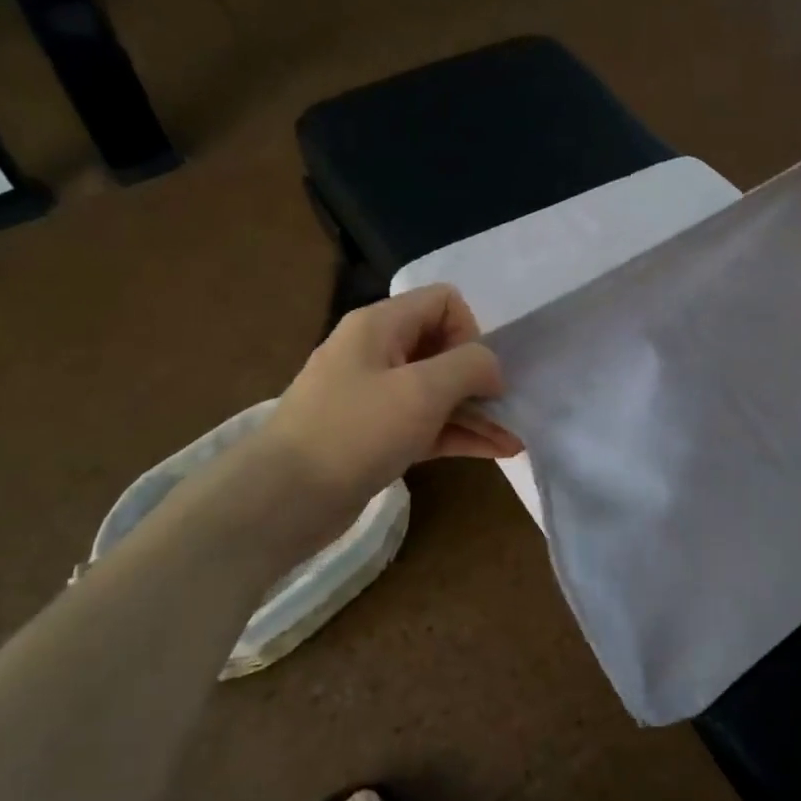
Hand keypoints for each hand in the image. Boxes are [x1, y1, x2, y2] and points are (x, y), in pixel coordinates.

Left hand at [263, 285, 521, 512]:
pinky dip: (459, 433)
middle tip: (505, 408)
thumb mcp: (422, 391)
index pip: (443, 302)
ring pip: (438, 392)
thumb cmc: (356, 432)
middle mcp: (377, 352)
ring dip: (477, 410)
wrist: (285, 498)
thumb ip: (469, 366)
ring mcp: (375, 396)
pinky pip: (427, 424)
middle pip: (443, 347)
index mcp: (380, 325)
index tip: (476, 374)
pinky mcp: (377, 436)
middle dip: (479, 376)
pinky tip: (498, 450)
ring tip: (515, 435)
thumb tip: (492, 368)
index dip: (470, 332)